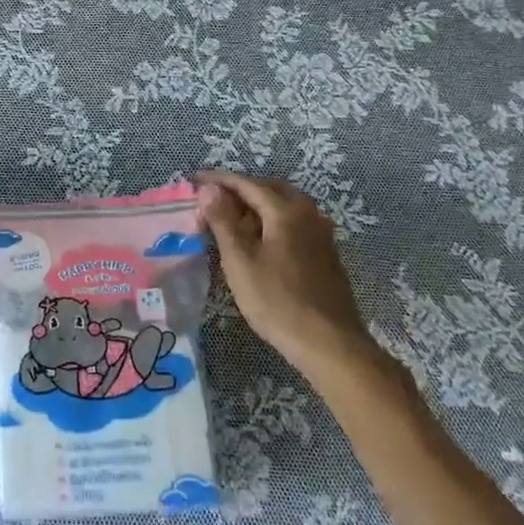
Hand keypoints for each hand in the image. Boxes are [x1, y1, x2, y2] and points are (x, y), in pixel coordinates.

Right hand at [195, 170, 392, 388]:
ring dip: (256, 207)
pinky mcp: (325, 253)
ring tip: (231, 223)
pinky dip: (271, 223)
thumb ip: (223, 221)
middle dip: (239, 190)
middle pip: (268, 190)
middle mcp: (308, 213)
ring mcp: (321, 233)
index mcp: (285, 210)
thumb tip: (208, 188)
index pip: (246, 183)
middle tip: (212, 201)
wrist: (330, 344)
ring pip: (283, 207)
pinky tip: (259, 244)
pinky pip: (293, 224)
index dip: (218, 180)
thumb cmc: (277, 302)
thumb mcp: (240, 261)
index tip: (194, 180)